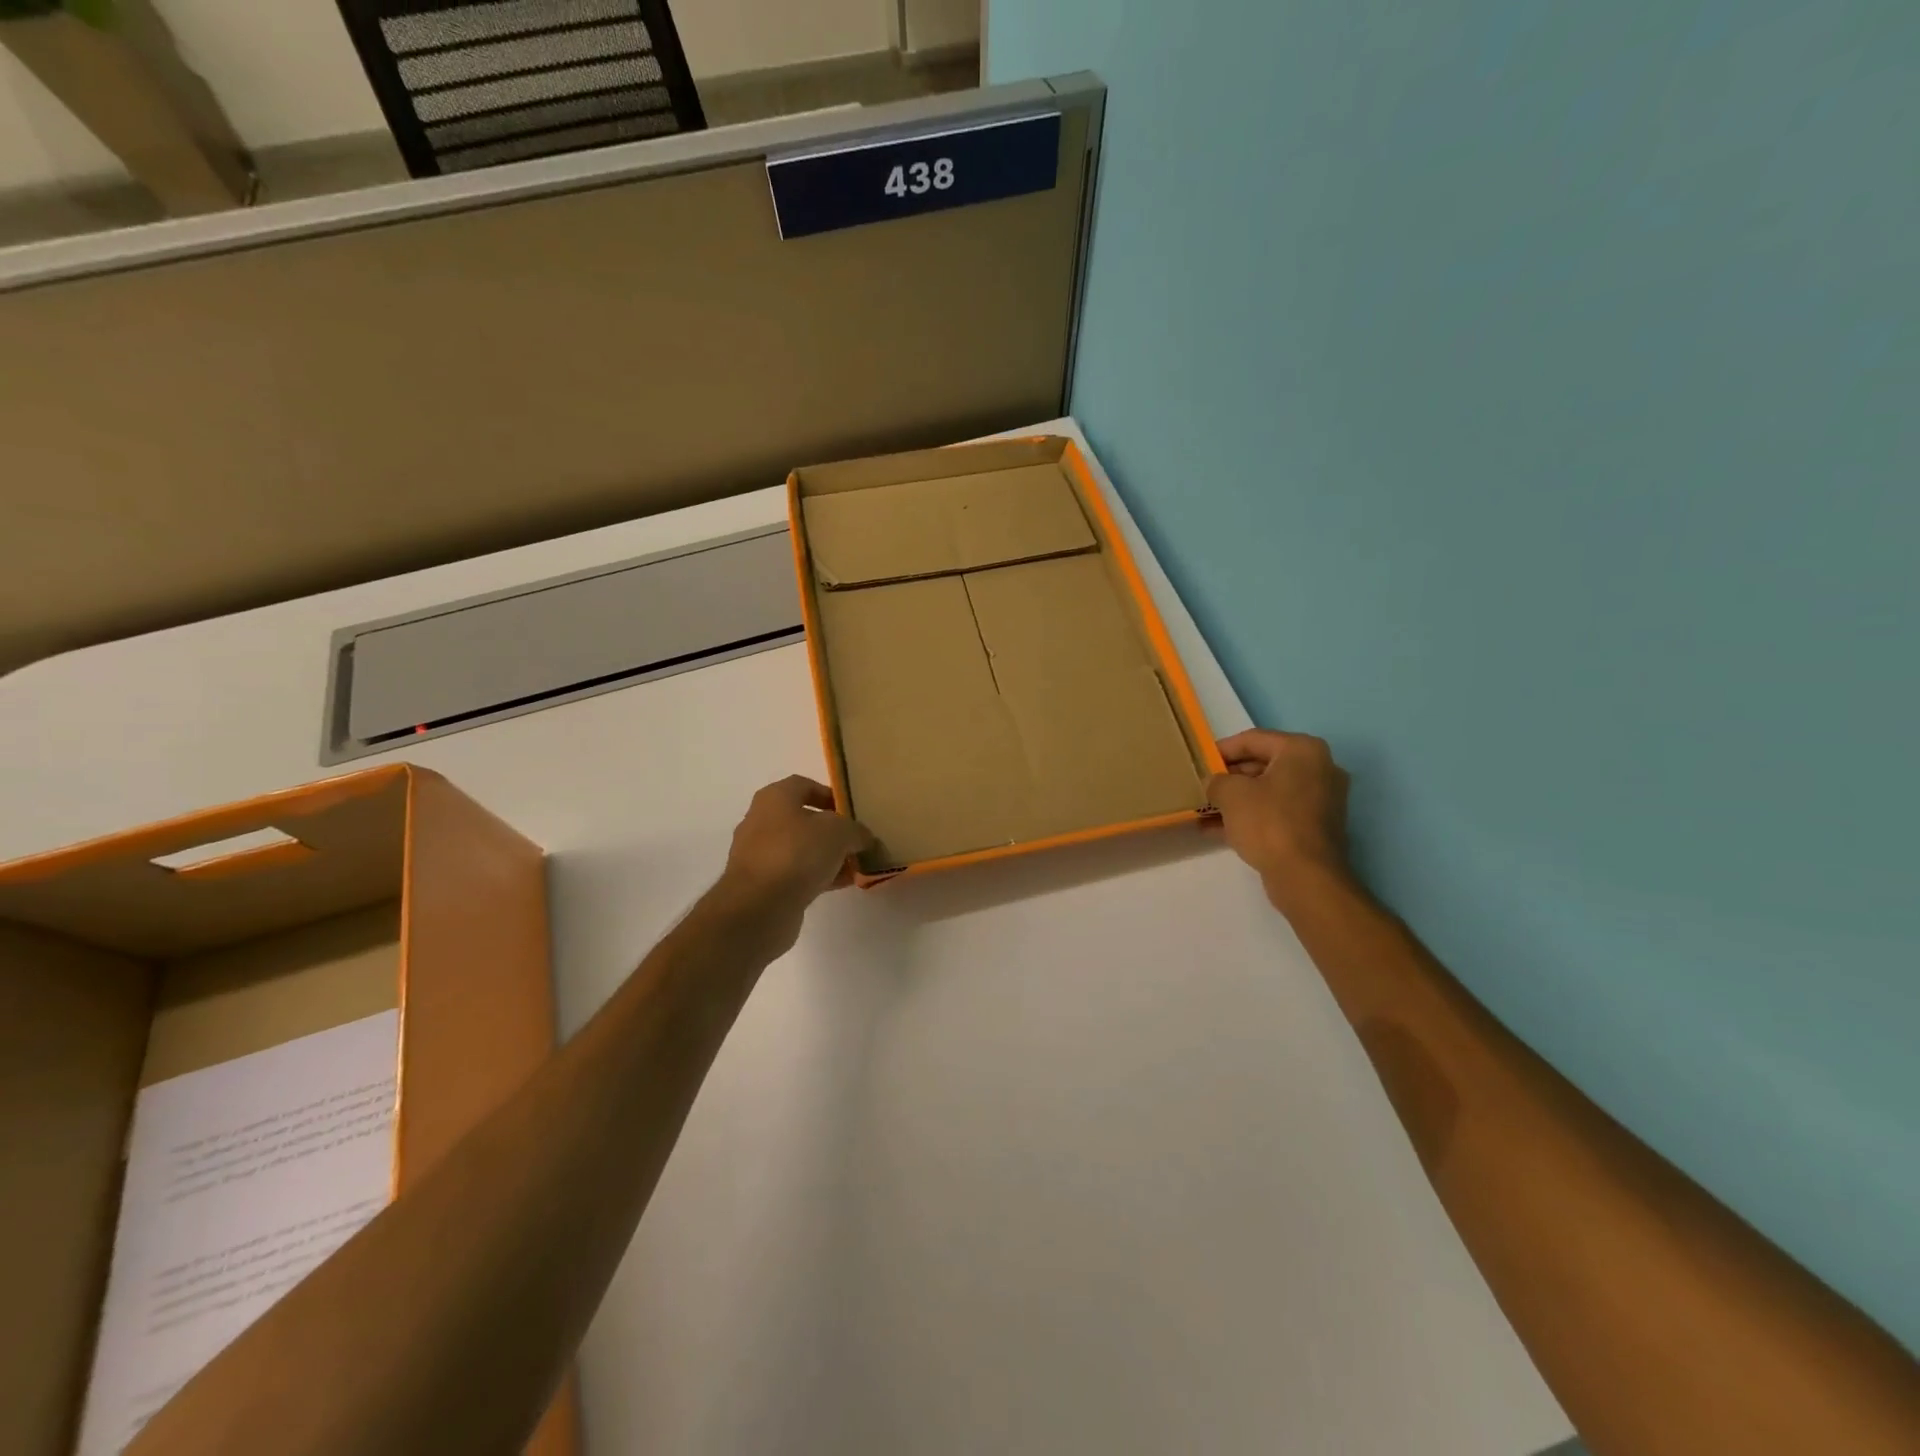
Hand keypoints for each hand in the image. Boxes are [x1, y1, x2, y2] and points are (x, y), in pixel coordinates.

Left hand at [719, 775, 873, 914]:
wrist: (758, 907)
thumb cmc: (797, 853)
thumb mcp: (839, 832)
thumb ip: (856, 831)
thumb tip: (862, 838)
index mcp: (774, 797)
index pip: (804, 785)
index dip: (830, 795)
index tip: (853, 812)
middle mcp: (761, 821)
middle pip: (802, 819)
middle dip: (832, 830)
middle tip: (857, 841)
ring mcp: (758, 854)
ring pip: (800, 848)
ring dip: (827, 856)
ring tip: (855, 866)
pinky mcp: (761, 884)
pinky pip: (795, 873)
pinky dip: (817, 876)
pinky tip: (841, 884)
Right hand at [1207, 730, 1351, 898]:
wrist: (1306, 876)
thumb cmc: (1269, 822)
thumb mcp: (1231, 794)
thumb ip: (1217, 781)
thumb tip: (1215, 783)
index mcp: (1302, 750)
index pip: (1253, 740)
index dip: (1221, 750)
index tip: (1199, 761)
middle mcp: (1318, 768)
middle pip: (1263, 765)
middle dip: (1229, 777)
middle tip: (1202, 787)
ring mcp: (1321, 799)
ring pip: (1268, 791)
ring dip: (1237, 800)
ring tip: (1205, 810)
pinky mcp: (1316, 826)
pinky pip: (1277, 812)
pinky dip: (1251, 817)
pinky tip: (1219, 830)